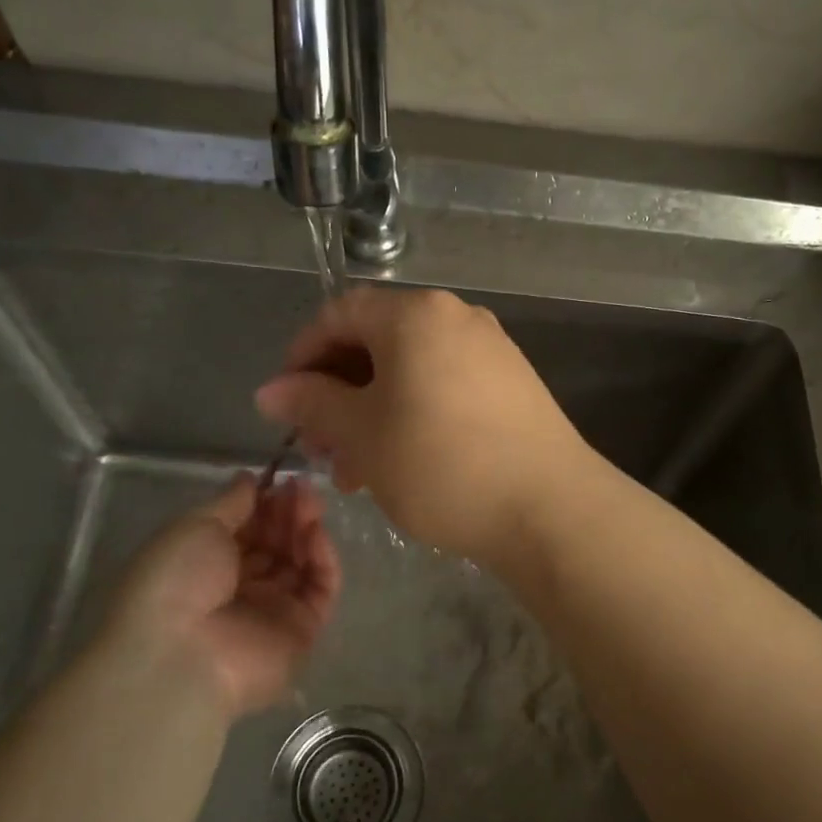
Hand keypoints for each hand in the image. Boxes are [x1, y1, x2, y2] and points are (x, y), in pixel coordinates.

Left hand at [97, 476, 339, 716]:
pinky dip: (323, 559)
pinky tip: (316, 534)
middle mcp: (240, 587)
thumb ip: (231, 502)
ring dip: (306, 529)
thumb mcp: (196, 526)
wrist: (180, 654)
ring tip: (311, 505)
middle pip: (276, 543)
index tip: (280, 479)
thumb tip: (250, 478)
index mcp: (207, 565)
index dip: (264, 503)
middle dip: (289, 512)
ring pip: (300, 562)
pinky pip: (320, 588)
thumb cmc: (176, 581)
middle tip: (302, 488)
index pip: (247, 528)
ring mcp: (273, 610)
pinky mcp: (302, 630)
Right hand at [254, 287, 588, 564]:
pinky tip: (403, 465)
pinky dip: (413, 417)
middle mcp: (457, 318)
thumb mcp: (363, 434)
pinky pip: (445, 388)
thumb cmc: (441, 464)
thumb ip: (312, 403)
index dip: (302, 355)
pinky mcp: (513, 386)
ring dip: (373, 414)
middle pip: (377, 343)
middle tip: (321, 449)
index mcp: (415, 315)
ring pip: (411, 373)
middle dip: (338, 394)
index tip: (285, 405)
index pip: (339, 314)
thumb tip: (271, 390)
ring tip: (356, 472)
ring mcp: (492, 351)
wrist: (549, 507)